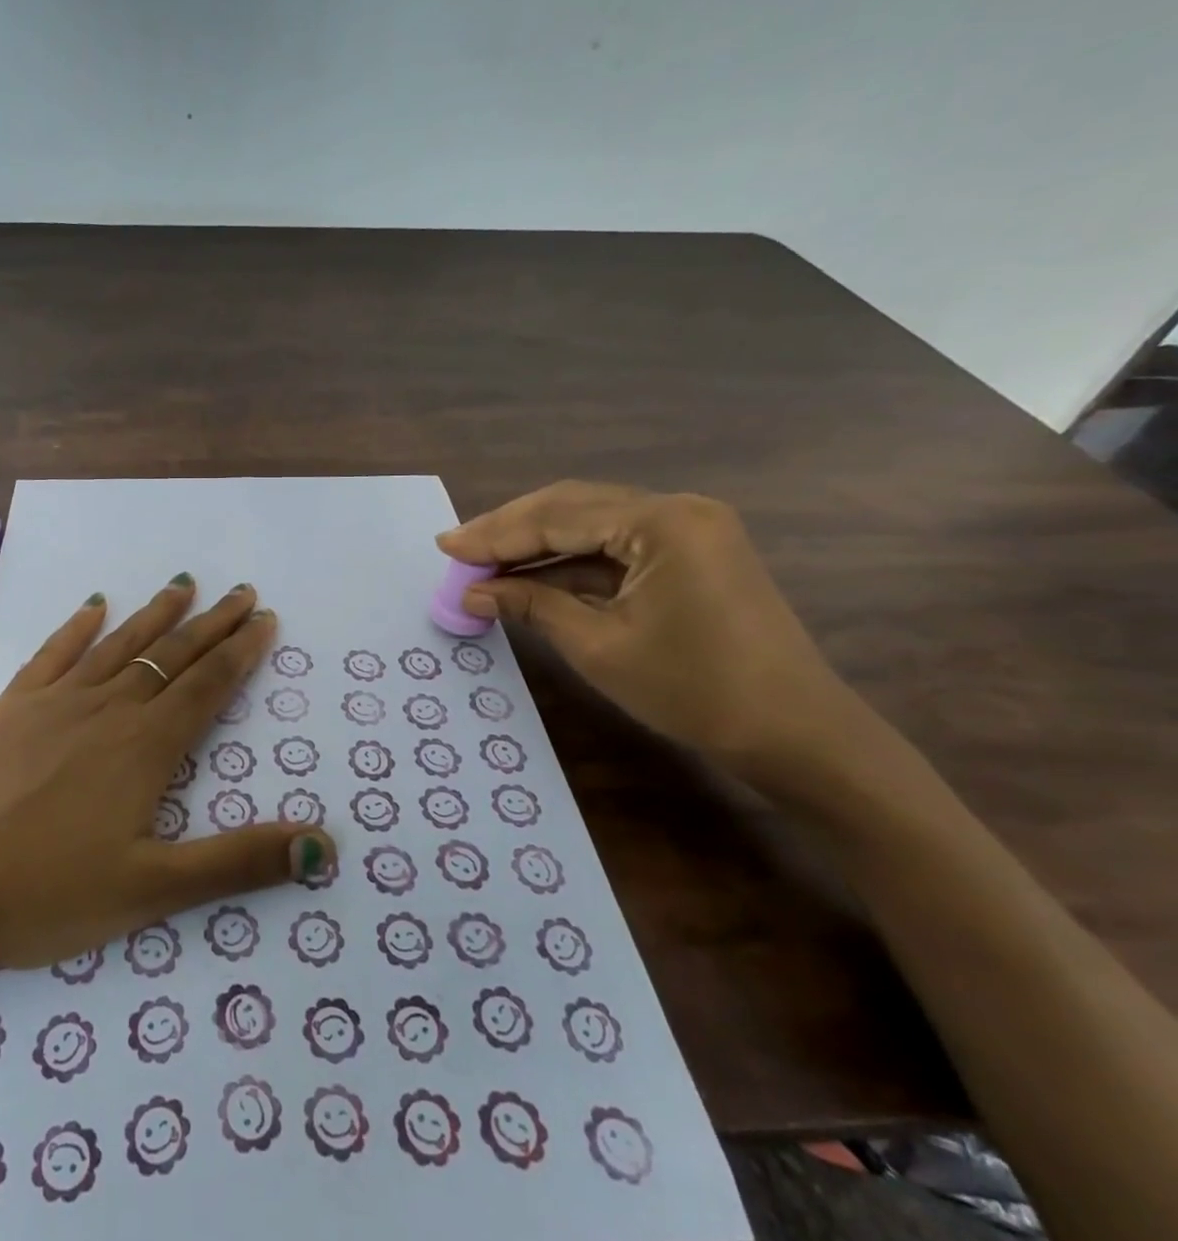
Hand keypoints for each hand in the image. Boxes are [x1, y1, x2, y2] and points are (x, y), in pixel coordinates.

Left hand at [0, 578, 335, 1007]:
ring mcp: (56, 701)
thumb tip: (324, 845)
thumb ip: (239, 863)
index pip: (207, 685)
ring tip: (183, 584)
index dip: (240, 651)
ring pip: (119, 644)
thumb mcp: (152, 890)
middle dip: (211, 624)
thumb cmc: (42, 892)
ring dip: (156, 614)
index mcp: (146, 747)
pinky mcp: (11, 706)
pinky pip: (55, 653)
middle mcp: (108, 709)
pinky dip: (78, 626)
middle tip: (241, 592)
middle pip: (170, 655)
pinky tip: (93, 606)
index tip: (264, 617)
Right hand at [438, 482, 855, 774]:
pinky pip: (616, 546)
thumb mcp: (598, 646)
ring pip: (592, 523)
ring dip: (537, 544)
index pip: (557, 517)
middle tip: (458, 549)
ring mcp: (689, 529)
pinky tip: (531, 576)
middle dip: (511, 530)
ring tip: (483, 561)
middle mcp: (677, 509)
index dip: (495, 534)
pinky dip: (570, 561)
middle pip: (573, 507)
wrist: (795, 733)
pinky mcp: (692, 553)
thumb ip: (532, 606)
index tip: (445, 546)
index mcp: (661, 522)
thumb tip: (473, 592)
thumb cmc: (694, 690)